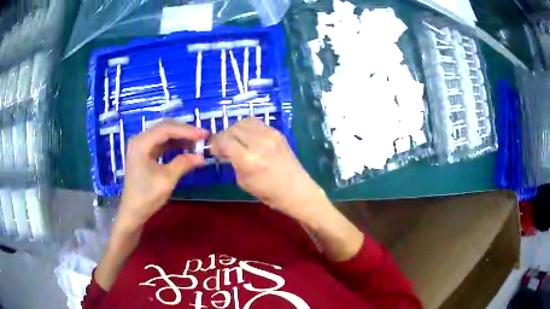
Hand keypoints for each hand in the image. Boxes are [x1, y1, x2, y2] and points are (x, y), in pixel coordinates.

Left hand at [118, 120, 207, 228]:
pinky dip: (174, 144)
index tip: (204, 135)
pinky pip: (161, 142)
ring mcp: (141, 145)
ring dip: (180, 136)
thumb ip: (183, 164)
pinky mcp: (144, 152)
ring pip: (164, 134)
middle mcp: (140, 139)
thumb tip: (202, 156)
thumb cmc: (147, 197)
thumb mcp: (167, 180)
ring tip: (197, 141)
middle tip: (202, 137)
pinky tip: (185, 147)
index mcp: (141, 143)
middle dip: (184, 131)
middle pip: (165, 127)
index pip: (166, 129)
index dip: (186, 131)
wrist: (133, 212)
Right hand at [210, 117, 329, 222]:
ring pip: (244, 121)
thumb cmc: (268, 193)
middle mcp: (259, 142)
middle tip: (224, 146)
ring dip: (236, 129)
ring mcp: (270, 135)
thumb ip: (232, 162)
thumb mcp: (243, 181)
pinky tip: (249, 139)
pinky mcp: (278, 132)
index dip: (215, 143)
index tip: (214, 150)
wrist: (296, 190)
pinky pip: (257, 123)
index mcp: (248, 159)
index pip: (224, 140)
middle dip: (224, 136)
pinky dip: (248, 128)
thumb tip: (224, 149)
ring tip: (237, 140)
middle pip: (233, 128)